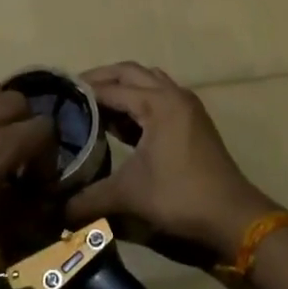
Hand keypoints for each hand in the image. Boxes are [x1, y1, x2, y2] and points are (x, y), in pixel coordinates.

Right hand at [64, 62, 275, 260]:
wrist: (232, 215)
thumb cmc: (180, 196)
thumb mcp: (129, 195)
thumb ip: (89, 199)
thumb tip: (56, 211)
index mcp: (157, 103)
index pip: (110, 88)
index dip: (82, 91)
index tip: (55, 96)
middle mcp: (172, 95)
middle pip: (130, 73)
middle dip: (101, 79)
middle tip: (72, 93)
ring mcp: (186, 105)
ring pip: (148, 80)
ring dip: (122, 86)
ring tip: (95, 104)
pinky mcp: (193, 120)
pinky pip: (160, 94)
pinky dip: (139, 99)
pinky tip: (122, 122)